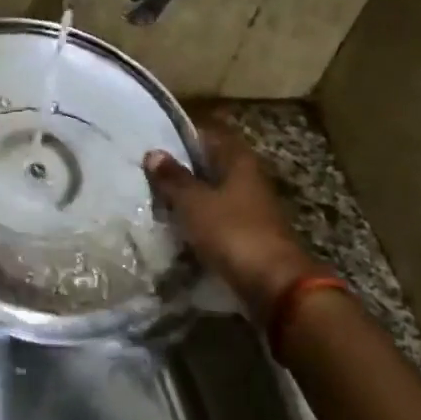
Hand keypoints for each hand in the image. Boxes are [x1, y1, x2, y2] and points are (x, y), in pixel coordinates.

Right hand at [143, 123, 324, 307]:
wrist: (273, 285)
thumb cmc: (231, 232)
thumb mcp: (193, 202)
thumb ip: (173, 178)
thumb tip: (154, 153)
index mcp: (239, 161)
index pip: (208, 135)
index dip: (181, 137)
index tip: (153, 144)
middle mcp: (248, 178)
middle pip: (211, 165)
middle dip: (182, 169)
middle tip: (147, 174)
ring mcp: (251, 208)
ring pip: (213, 193)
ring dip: (188, 197)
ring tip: (154, 201)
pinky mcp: (248, 234)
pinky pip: (217, 219)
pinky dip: (198, 220)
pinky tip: (175, 227)